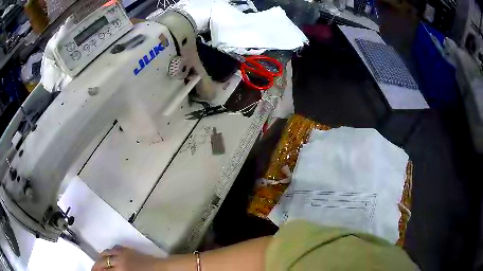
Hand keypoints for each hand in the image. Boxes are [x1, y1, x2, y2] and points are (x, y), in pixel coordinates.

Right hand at [91, 245, 163, 270]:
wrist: (161, 269)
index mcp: (120, 270)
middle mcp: (118, 261)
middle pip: (101, 262)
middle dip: (96, 267)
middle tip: (93, 270)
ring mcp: (122, 253)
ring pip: (105, 253)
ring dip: (100, 259)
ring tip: (98, 263)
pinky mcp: (127, 249)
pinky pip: (113, 248)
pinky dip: (108, 252)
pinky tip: (107, 255)